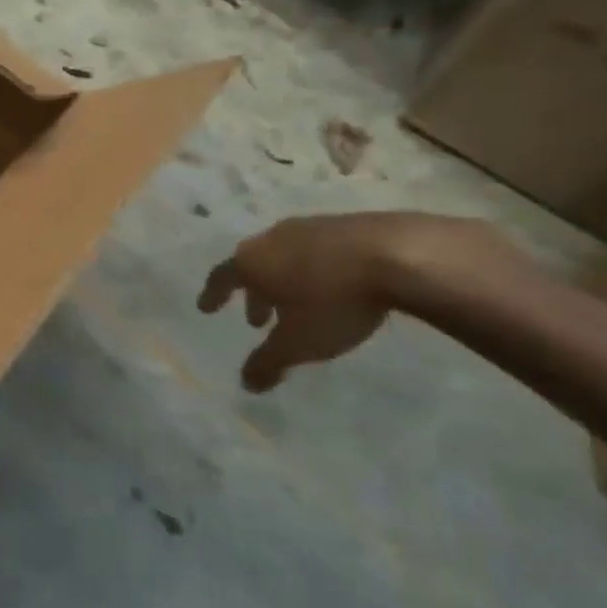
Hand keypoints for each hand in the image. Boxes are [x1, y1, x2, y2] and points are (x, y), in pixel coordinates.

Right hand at [199, 212, 497, 391]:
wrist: (400, 255)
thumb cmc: (334, 302)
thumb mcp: (298, 344)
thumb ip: (268, 363)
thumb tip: (246, 384)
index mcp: (252, 262)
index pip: (221, 278)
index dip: (213, 295)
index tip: (206, 308)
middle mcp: (272, 238)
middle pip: (253, 264)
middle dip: (253, 293)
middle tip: (259, 319)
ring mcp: (309, 226)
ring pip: (285, 255)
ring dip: (284, 280)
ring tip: (298, 303)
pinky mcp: (346, 223)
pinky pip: (316, 249)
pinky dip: (314, 268)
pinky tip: (333, 284)